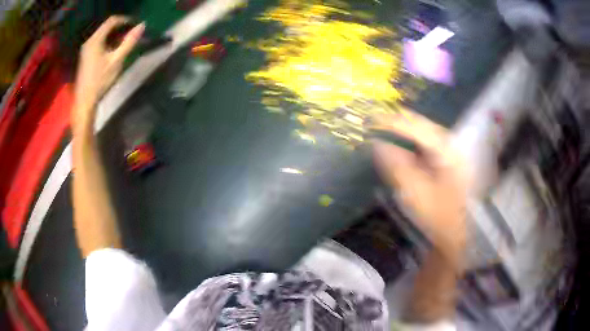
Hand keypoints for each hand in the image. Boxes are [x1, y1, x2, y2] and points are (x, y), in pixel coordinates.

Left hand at [73, 16, 143, 125]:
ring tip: (125, 41)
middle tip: (132, 33)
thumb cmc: (100, 81)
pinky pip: (99, 42)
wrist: (84, 101)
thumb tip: (142, 26)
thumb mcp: (117, 60)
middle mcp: (89, 41)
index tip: (136, 24)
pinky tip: (114, 50)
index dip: (125, 20)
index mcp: (95, 39)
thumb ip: (129, 42)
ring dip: (115, 35)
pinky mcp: (86, 56)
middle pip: (107, 27)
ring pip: (103, 35)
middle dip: (121, 28)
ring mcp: (86, 49)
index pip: (112, 21)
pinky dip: (108, 42)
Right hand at [370, 111, 469, 256]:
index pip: (417, 128)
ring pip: (424, 133)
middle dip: (399, 121)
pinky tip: (400, 142)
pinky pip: (426, 145)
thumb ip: (395, 165)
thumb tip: (377, 144)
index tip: (373, 118)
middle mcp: (450, 146)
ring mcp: (450, 154)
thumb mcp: (414, 191)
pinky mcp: (446, 162)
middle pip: (423, 125)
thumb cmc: (437, 214)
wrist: (454, 234)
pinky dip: (411, 142)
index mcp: (446, 151)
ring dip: (405, 130)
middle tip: (376, 120)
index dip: (394, 121)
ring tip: (385, 126)